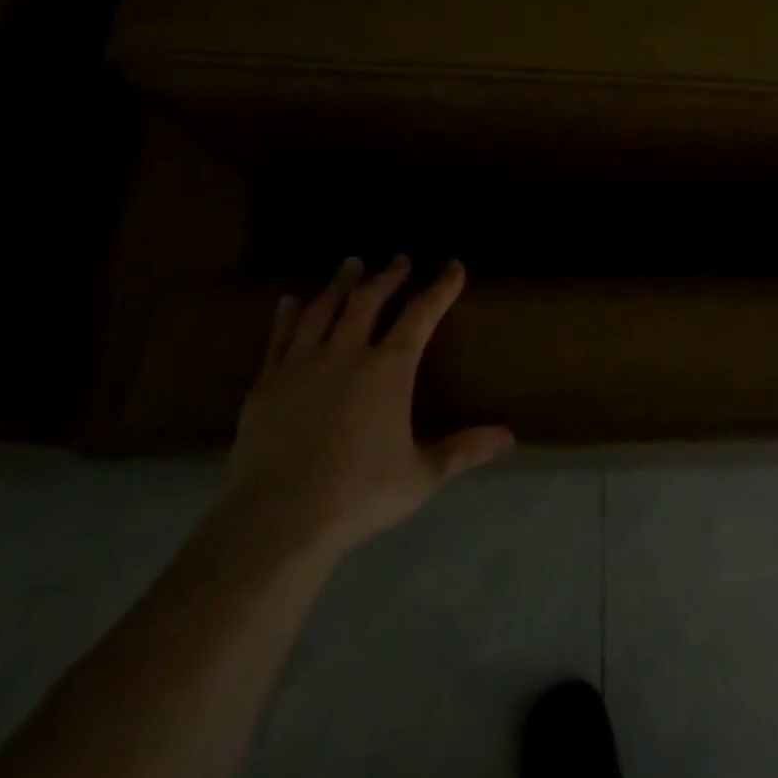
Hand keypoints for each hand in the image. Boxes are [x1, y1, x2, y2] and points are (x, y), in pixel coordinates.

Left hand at [221, 256, 514, 555]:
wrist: (279, 519)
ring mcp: (301, 365)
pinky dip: (288, 315)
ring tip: (351, 264)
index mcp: (389, 369)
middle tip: (399, 259)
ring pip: (323, 310)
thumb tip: (510, 436)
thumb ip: (464, 450)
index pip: (420, 315)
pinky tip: (290, 301)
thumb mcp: (423, 475)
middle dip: (388, 276)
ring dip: (340, 284)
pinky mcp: (266, 384)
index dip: (440, 288)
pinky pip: (279, 337)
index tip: (453, 266)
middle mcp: (346, 354)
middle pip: (369, 301)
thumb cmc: (360, 494)